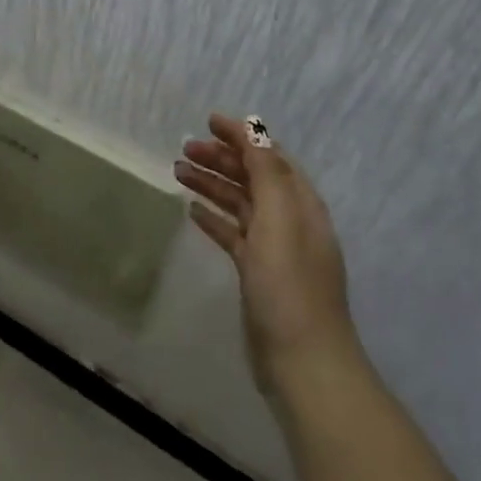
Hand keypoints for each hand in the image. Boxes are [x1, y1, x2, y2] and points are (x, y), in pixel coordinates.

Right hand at [176, 113, 361, 394]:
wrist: (301, 358)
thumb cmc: (289, 286)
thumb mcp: (280, 221)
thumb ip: (268, 174)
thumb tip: (255, 132)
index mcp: (301, 204)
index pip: (270, 157)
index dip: (243, 136)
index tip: (209, 121)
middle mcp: (290, 220)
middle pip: (253, 178)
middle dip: (222, 158)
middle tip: (184, 150)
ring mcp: (273, 248)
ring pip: (239, 204)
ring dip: (212, 185)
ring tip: (178, 172)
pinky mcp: (257, 273)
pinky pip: (233, 234)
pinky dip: (214, 218)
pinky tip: (192, 211)